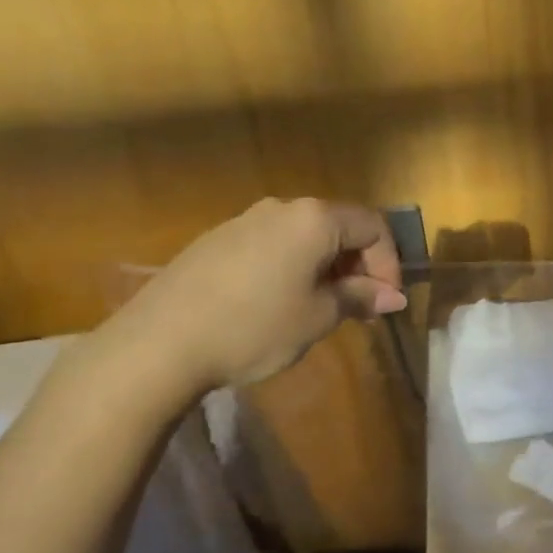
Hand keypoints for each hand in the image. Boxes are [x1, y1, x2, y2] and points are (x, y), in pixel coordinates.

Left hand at [98, 198, 404, 400]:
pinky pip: (273, 244)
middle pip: (339, 226)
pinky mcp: (217, 240)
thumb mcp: (317, 317)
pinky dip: (293, 266)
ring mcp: (244, 220)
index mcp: (314, 219)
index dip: (389, 263)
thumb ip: (359, 298)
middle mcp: (282, 208)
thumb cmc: (254, 328)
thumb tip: (393, 296)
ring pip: (304, 236)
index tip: (386, 302)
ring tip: (322, 307)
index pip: (373, 226)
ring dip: (326, 267)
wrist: (158, 344)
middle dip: (358, 265)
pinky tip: (279, 303)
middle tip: (360, 307)